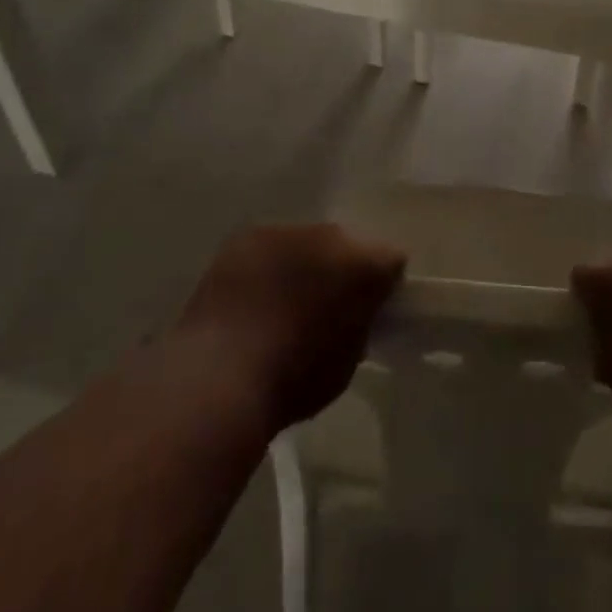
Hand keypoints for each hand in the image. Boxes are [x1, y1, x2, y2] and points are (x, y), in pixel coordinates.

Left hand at [177, 224, 405, 430]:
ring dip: (305, 263)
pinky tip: (254, 295)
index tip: (372, 309)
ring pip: (307, 242)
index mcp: (364, 264)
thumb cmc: (293, 381)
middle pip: (348, 244)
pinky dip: (269, 265)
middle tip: (327, 303)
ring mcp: (287, 230)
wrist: (219, 377)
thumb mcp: (347, 362)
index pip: (392, 260)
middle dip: (343, 268)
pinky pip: (270, 246)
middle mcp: (331, 234)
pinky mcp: (248, 236)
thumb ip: (360, 324)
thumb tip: (356, 313)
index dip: (385, 285)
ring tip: (285, 300)